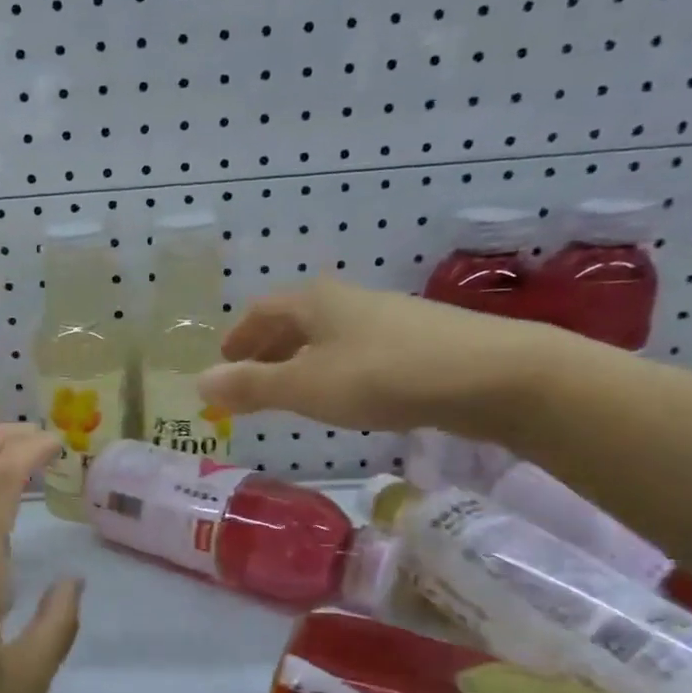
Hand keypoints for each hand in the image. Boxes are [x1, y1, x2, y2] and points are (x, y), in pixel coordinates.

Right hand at [198, 277, 561, 437]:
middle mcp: (347, 299)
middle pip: (294, 320)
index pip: (261, 312)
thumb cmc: (381, 376)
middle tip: (251, 379)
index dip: (238, 337)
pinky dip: (335, 368)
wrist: (492, 374)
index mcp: (313, 302)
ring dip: (302, 359)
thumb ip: (251, 386)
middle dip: (268, 349)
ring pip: (328, 335)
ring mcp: (386, 317)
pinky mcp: (418, 340)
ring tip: (293, 390)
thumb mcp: (305, 387)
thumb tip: (199, 383)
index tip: (224, 362)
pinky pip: (358, 350)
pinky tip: (347, 392)